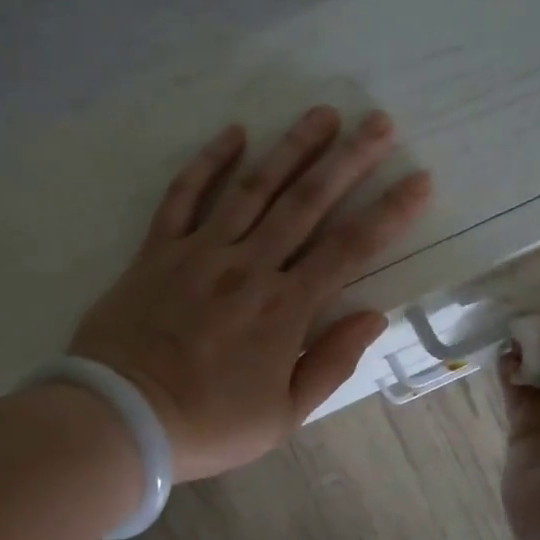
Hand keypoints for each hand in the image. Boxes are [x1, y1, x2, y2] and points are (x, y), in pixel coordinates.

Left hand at [69, 106, 431, 481]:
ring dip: (292, 148)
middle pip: (308, 203)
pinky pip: (184, 196)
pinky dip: (207, 162)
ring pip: (254, 188)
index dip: (389, 213)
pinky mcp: (157, 251)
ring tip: (322, 115)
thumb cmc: (208, 424)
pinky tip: (233, 132)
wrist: (121, 418)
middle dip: (349, 160)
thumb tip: (373, 316)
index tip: (418, 180)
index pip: (350, 249)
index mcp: (285, 308)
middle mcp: (249, 266)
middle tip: (379, 123)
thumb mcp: (283, 415)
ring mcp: (201, 252)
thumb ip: (331, 363)